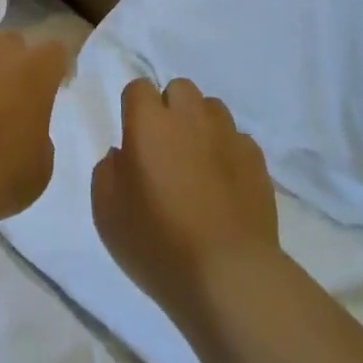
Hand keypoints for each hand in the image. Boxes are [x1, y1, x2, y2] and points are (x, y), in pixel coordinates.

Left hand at [0, 31, 69, 219]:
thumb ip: (38, 135)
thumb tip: (23, 129)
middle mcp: (0, 49)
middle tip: (2, 98)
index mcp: (37, 70)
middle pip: (11, 42)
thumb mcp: (40, 166)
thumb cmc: (1, 176)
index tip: (47, 89)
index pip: (55, 51)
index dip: (51, 69)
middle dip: (9, 63)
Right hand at [92, 77, 280, 325]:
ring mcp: (227, 134)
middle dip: (170, 108)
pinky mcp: (256, 158)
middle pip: (179, 88)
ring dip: (200, 125)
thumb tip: (121, 154)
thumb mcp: (107, 214)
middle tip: (165, 147)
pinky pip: (237, 138)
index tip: (133, 138)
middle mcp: (189, 117)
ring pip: (211, 108)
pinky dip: (227, 151)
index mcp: (149, 123)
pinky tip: (224, 183)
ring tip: (197, 162)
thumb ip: (107, 172)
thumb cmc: (158, 244)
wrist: (229, 275)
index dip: (134, 109)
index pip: (138, 88)